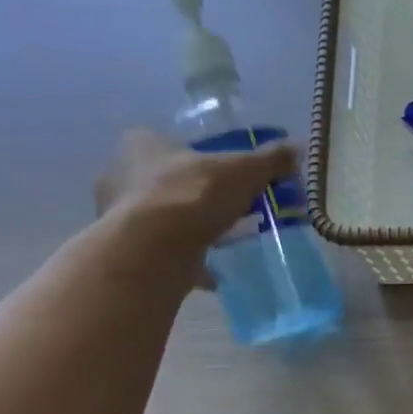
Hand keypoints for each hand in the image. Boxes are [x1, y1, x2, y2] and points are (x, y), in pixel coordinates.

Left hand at [94, 129, 297, 284]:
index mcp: (139, 143)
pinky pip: (158, 249)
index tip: (225, 177)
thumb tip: (296, 148)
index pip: (170, 143)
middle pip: (164, 180)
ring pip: (159, 216)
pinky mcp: (123, 248)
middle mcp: (119, 173)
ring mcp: (116, 213)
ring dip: (185, 227)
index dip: (199, 159)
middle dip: (193, 195)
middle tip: (226, 209)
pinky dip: (182, 257)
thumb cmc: (193, 194)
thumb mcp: (243, 171)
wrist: (154, 247)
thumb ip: (268, 160)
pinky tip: (208, 271)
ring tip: (219, 241)